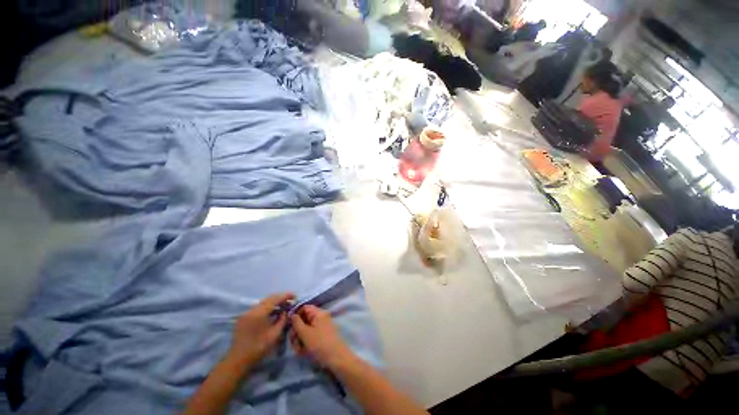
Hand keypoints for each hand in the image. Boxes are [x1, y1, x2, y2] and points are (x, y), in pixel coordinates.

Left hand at [227, 293, 294, 366]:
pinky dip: (266, 308)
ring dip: (273, 303)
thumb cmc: (258, 348)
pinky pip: (257, 308)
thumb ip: (282, 320)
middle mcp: (252, 310)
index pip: (275, 299)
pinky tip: (272, 313)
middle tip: (290, 301)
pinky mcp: (243, 318)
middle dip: (280, 298)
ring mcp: (246, 313)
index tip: (294, 296)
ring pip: (263, 303)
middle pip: (268, 299)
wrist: (238, 360)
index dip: (286, 296)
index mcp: (259, 313)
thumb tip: (286, 311)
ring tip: (283, 306)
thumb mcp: (275, 334)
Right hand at [290, 305, 353, 369]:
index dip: (296, 315)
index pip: (304, 308)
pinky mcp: (321, 337)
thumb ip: (297, 323)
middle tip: (293, 341)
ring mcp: (321, 328)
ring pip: (305, 330)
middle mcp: (320, 318)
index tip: (289, 325)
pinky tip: (303, 352)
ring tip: (299, 349)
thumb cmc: (319, 343)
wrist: (336, 358)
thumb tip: (292, 314)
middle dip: (296, 331)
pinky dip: (304, 344)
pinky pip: (310, 337)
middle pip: (304, 320)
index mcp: (318, 313)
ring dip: (299, 340)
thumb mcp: (305, 333)